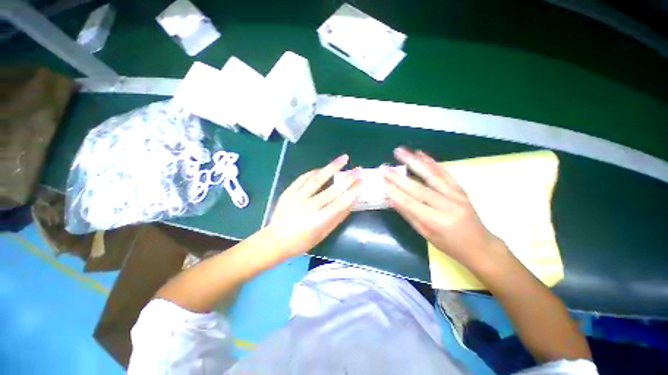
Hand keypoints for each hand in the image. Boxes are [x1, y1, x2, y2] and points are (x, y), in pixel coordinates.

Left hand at [267, 155, 360, 257]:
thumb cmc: (301, 242)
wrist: (275, 240)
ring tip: (344, 158)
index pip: (340, 203)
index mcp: (318, 221)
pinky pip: (303, 178)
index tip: (362, 181)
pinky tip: (322, 168)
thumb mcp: (323, 234)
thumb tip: (351, 202)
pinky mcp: (288, 192)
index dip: (353, 191)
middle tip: (359, 169)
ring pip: (317, 179)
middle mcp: (308, 207)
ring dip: (332, 167)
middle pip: (332, 190)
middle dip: (348, 179)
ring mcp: (296, 197)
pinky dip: (314, 172)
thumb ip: (338, 217)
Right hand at [383, 147, 502, 267]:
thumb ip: (409, 215)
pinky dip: (431, 162)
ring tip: (400, 151)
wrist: (480, 246)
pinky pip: (444, 173)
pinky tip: (420, 153)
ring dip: (414, 161)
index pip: (409, 203)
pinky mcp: (460, 189)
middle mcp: (447, 206)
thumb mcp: (426, 234)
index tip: (382, 180)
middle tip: (384, 167)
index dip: (394, 191)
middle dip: (398, 177)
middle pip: (418, 188)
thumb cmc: (450, 245)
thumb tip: (391, 200)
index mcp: (436, 222)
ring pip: (431, 175)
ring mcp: (456, 195)